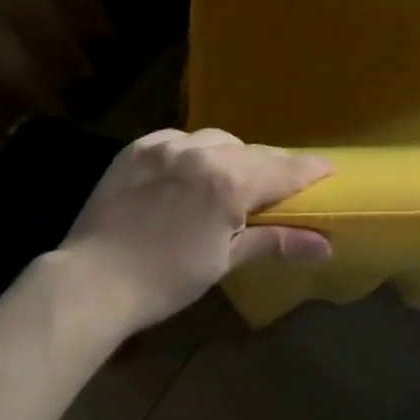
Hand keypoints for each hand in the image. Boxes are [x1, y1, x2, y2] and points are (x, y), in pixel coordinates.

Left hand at [60, 129, 331, 333]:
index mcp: (229, 182)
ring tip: (231, 179)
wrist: (90, 281)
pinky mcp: (139, 147)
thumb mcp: (224, 261)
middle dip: (271, 165)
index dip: (309, 170)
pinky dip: (194, 151)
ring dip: (232, 155)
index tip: (329, 169)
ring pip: (217, 139)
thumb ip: (276, 241)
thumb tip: (325, 245)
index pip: (283, 169)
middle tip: (281, 183)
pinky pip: (180, 139)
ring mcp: (167, 145)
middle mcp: (203, 152)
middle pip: (253, 152)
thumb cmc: (165, 279)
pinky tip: (190, 171)